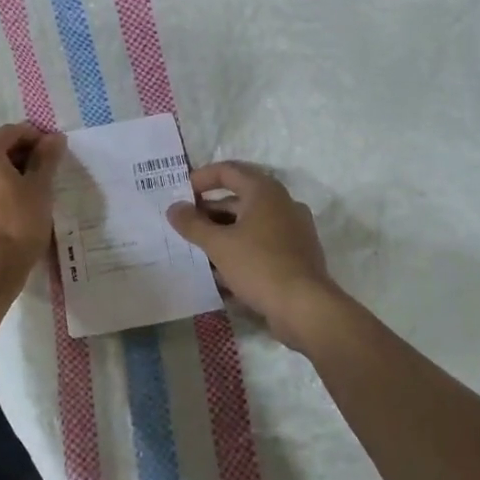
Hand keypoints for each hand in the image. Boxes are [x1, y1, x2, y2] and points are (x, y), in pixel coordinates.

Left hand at [0, 123, 65, 274]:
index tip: (56, 152)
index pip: (13, 132)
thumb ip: (46, 158)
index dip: (37, 138)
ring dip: (10, 172)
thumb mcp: (40, 187)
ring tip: (35, 189)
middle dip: (23, 155)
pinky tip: (16, 204)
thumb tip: (55, 138)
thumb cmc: (18, 221)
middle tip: (48, 171)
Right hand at [167, 162, 335, 349]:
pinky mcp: (297, 254)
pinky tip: (222, 271)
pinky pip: (262, 243)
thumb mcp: (218, 245)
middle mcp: (282, 204)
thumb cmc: (259, 266)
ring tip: (198, 249)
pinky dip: (241, 249)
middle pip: (239, 198)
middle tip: (185, 224)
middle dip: (209, 211)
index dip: (201, 178)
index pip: (228, 171)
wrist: (305, 308)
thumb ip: (192, 224)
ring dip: (223, 232)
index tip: (180, 193)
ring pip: (250, 223)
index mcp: (265, 192)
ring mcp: (293, 230)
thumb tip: (173, 208)